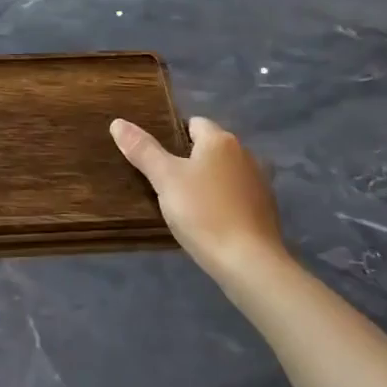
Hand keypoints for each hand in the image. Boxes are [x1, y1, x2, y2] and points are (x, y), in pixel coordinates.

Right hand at [110, 115, 286, 280]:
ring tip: (187, 204)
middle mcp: (245, 153)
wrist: (250, 263)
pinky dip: (226, 202)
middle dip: (191, 160)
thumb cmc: (204, 213)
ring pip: (226, 172)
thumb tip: (118, 123)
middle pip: (211, 148)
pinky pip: (239, 195)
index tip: (158, 160)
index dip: (173, 137)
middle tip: (167, 184)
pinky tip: (212, 222)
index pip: (193, 123)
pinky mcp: (268, 209)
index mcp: (220, 140)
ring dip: (210, 181)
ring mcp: (260, 182)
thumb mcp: (165, 180)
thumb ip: (142, 150)